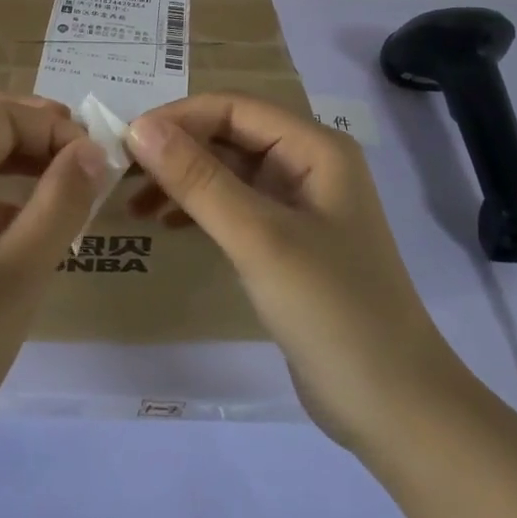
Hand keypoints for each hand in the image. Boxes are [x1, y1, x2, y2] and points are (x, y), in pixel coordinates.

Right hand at [126, 94, 449, 453]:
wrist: (396, 409)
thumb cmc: (333, 311)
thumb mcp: (259, 239)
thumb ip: (198, 179)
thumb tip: (139, 127)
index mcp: (315, 147)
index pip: (233, 108)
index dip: (178, 117)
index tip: (126, 142)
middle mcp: (308, 164)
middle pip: (229, 135)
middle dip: (175, 149)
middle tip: (120, 173)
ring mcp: (299, 204)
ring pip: (227, 170)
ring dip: (182, 178)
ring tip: (134, 201)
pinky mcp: (288, 241)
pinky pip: (234, 205)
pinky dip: (198, 208)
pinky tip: (165, 224)